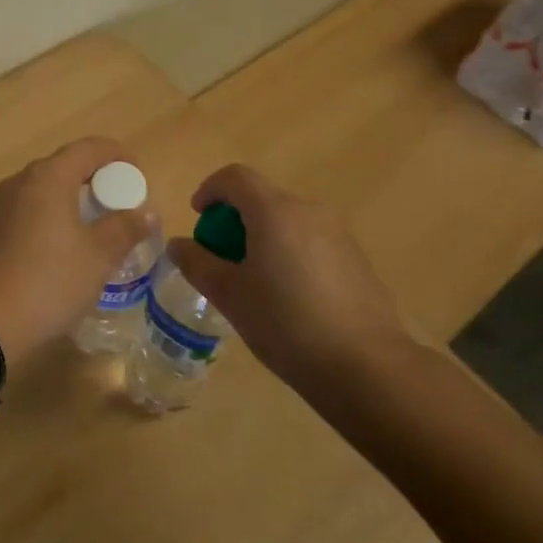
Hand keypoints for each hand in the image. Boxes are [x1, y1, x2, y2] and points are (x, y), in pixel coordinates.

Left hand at [0, 138, 152, 369]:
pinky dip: (52, 216)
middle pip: (65, 166)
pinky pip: (29, 210)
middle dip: (96, 179)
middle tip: (120, 204)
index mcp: (48, 177)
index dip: (118, 155)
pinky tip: (63, 247)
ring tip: (96, 226)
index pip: (89, 148)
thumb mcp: (97, 257)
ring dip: (73, 199)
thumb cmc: (48, 281)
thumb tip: (146, 212)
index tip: (138, 176)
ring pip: (45, 190)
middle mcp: (20, 181)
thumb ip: (124, 228)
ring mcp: (0, 206)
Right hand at [164, 164, 411, 396]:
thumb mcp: (229, 295)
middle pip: (262, 199)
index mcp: (274, 211)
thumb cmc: (285, 323)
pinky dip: (289, 253)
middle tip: (221, 259)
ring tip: (253, 283)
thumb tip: (177, 245)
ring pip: (287, 222)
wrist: (365, 366)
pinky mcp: (356, 259)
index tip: (198, 219)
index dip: (210, 190)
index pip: (235, 177)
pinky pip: (310, 242)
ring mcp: (338, 234)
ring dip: (262, 238)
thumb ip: (198, 263)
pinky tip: (289, 298)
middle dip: (234, 221)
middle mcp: (309, 211)